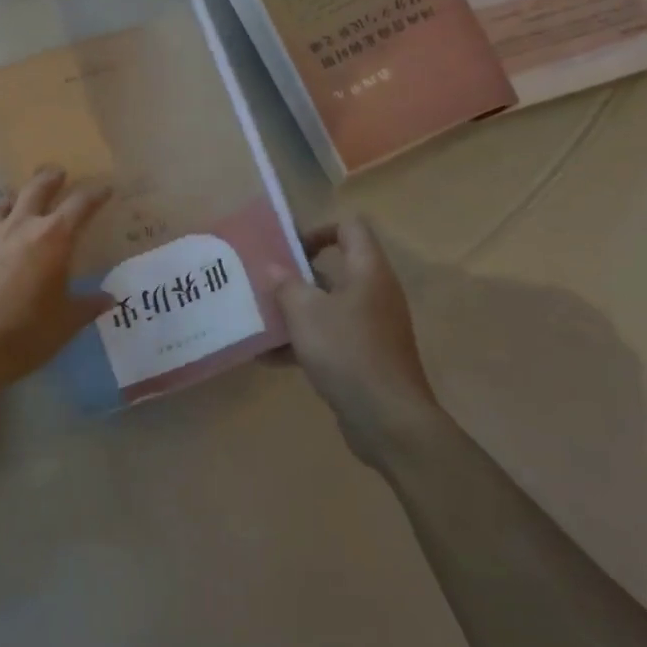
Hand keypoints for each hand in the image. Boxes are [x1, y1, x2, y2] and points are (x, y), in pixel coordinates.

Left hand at [0, 166, 113, 400]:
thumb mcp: (65, 323)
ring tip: (21, 200)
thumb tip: (109, 298)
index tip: (105, 190)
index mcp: (54, 238)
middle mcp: (21, 225)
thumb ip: (88, 306)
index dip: (95, 195)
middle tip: (59, 174)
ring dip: (17, 196)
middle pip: (38, 187)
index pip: (80, 205)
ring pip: (4, 200)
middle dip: (51, 178)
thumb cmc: (25, 334)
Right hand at [275, 216, 443, 460]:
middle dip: (296, 275)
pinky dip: (303, 343)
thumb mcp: (306, 313)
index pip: (350, 228)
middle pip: (335, 269)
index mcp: (367, 271)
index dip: (318, 230)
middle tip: (262, 282)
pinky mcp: (365, 356)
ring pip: (328, 306)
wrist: (387, 419)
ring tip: (259, 318)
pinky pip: (330, 338)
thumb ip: (286, 285)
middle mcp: (374, 293)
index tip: (286, 249)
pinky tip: (268, 357)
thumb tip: (273, 268)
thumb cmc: (347, 352)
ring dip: (295, 311)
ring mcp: (371, 327)